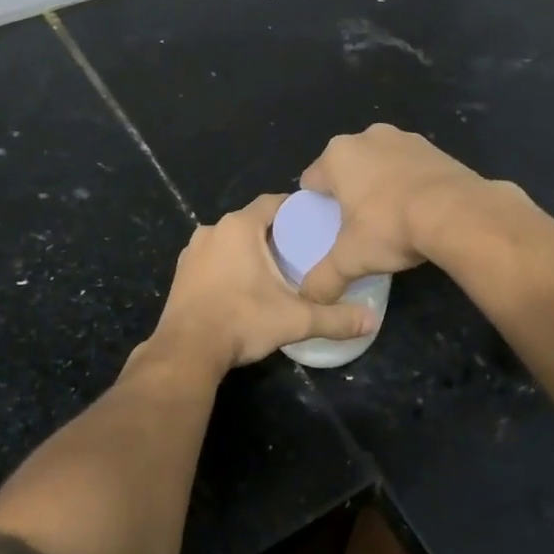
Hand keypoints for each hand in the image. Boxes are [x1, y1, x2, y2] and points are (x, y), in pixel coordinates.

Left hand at [148, 195, 377, 372]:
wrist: (187, 350)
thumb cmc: (242, 321)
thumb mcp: (295, 319)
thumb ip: (335, 318)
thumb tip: (372, 321)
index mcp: (239, 227)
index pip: (273, 203)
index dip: (296, 210)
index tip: (315, 224)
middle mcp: (213, 229)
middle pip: (252, 221)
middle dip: (275, 233)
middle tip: (302, 251)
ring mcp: (192, 250)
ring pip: (230, 240)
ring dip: (250, 249)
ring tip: (275, 270)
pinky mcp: (182, 272)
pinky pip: (213, 258)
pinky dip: (229, 265)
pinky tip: (244, 286)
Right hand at [297, 124, 487, 303]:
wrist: (458, 214)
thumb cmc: (390, 227)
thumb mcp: (350, 261)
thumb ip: (324, 279)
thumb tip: (311, 297)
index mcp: (337, 155)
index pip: (312, 180)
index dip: (316, 205)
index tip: (327, 228)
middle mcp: (367, 137)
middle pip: (347, 169)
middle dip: (350, 193)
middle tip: (358, 227)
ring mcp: (404, 138)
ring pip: (380, 165)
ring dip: (381, 186)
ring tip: (391, 220)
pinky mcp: (435, 148)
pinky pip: (411, 168)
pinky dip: (410, 184)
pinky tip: (419, 211)